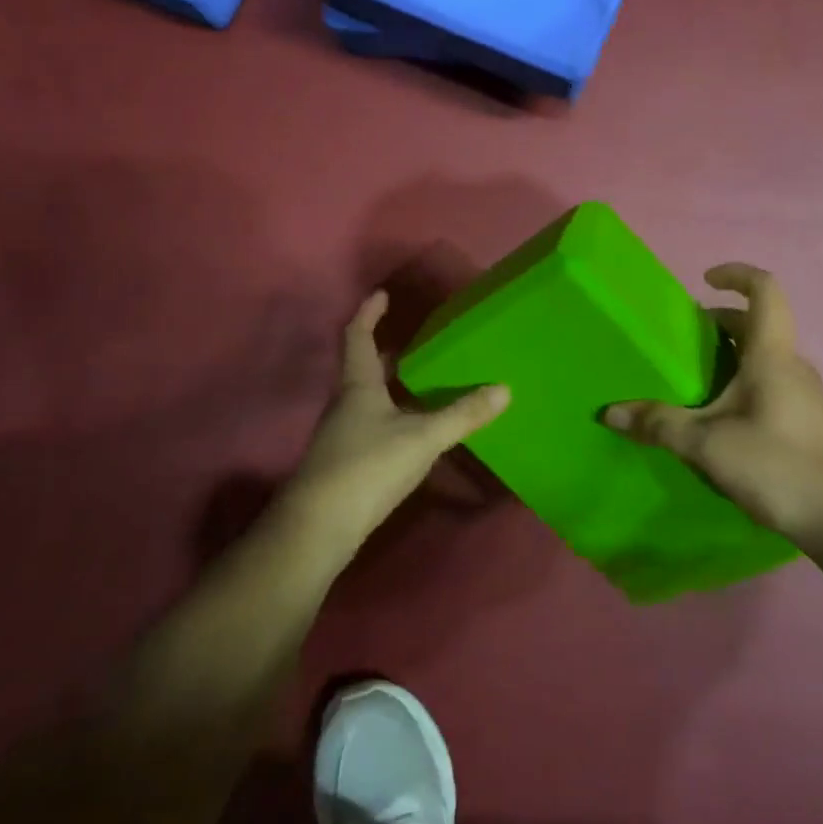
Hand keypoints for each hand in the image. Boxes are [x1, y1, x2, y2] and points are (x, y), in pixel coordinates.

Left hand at [277, 292, 509, 554]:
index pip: (358, 338)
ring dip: (392, 385)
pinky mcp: (347, 464)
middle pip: (364, 368)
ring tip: (424, 381)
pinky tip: (415, 430)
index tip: (381, 294)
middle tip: (416, 339)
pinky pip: (374, 426)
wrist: (318, 529)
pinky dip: (394, 416)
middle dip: (388, 351)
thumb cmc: (367, 468)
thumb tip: (504, 388)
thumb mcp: (422, 438)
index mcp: (358, 387)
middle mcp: (346, 405)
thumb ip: (462, 414)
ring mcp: (343, 436)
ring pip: (370, 399)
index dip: (369, 314)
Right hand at [604, 264, 822, 551]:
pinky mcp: (809, 424)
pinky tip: (721, 420)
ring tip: (695, 380)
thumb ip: (659, 425)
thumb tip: (609, 412)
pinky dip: (743, 384)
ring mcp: (806, 396)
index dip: (737, 274)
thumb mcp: (707, 445)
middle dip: (720, 323)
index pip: (765, 290)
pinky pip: (772, 386)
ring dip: (732, 356)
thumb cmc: (779, 466)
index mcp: (772, 356)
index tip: (705, 281)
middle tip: (684, 338)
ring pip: (765, 359)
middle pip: (758, 325)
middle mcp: (792, 367)